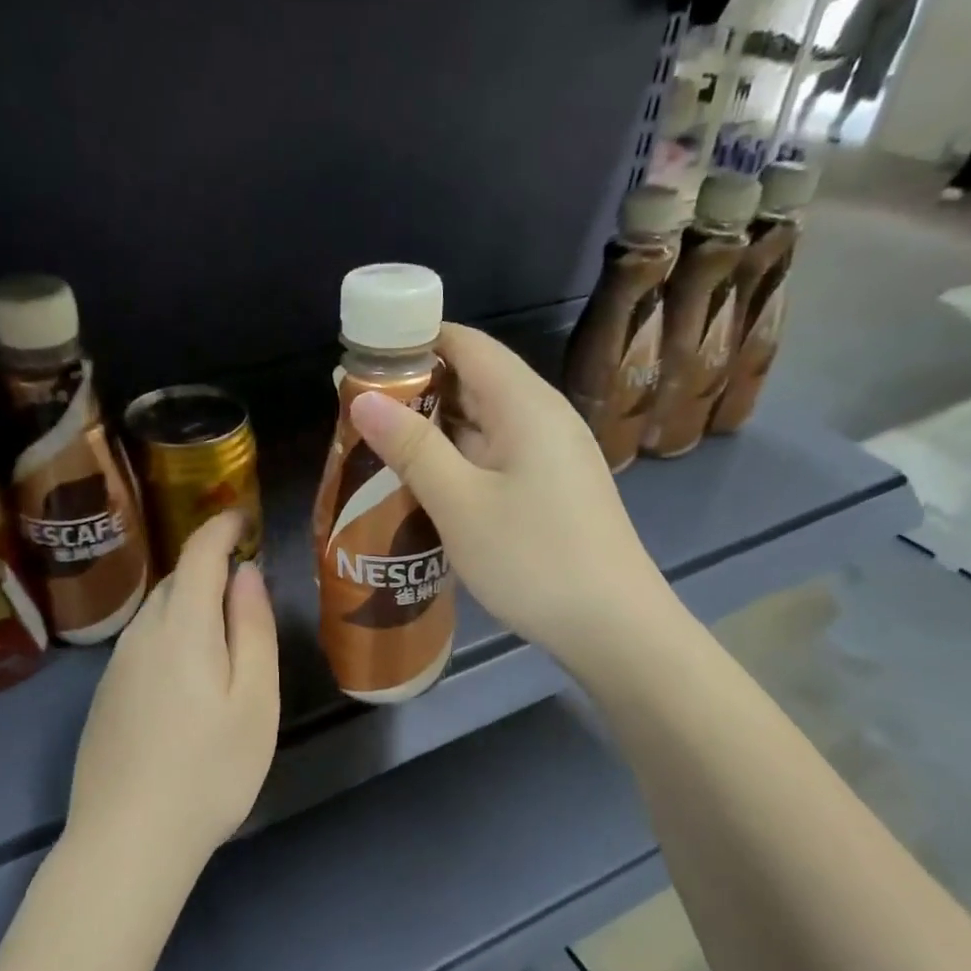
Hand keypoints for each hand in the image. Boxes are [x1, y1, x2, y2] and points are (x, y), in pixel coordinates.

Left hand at [65, 511, 278, 866]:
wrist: (129, 840)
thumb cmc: (211, 770)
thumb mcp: (254, 700)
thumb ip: (253, 630)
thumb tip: (247, 574)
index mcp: (183, 628)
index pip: (199, 555)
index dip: (221, 528)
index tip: (242, 516)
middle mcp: (141, 636)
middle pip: (177, 582)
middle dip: (209, 567)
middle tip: (245, 579)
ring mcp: (116, 668)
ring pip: (157, 614)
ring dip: (190, 603)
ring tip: (223, 625)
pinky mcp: (105, 698)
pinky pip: (142, 645)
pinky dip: (171, 635)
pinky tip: (187, 673)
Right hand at [348, 323, 670, 675]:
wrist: (613, 627)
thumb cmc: (533, 559)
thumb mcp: (461, 504)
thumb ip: (413, 448)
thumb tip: (365, 397)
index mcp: (525, 404)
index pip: (465, 344)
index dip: (413, 343)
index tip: (362, 361)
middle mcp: (543, 417)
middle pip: (474, 381)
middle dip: (415, 391)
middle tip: (357, 414)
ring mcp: (552, 455)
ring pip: (483, 424)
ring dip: (434, 431)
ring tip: (378, 448)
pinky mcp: (553, 489)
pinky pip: (496, 457)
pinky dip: (458, 461)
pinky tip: (426, 486)